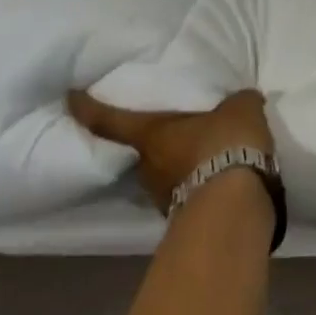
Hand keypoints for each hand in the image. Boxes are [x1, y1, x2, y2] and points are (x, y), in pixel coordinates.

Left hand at [66, 89, 274, 212]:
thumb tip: (244, 98)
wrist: (235, 207)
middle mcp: (147, 167)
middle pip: (141, 149)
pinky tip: (223, 176)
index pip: (109, 120)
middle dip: (155, 140)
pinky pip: (188, 191)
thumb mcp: (241, 109)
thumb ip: (238, 102)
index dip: (87, 107)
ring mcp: (163, 197)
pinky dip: (201, 183)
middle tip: (175, 127)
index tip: (71, 97)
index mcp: (151, 134)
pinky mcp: (184, 217)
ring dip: (180, 164)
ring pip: (164, 173)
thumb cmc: (225, 145)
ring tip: (206, 153)